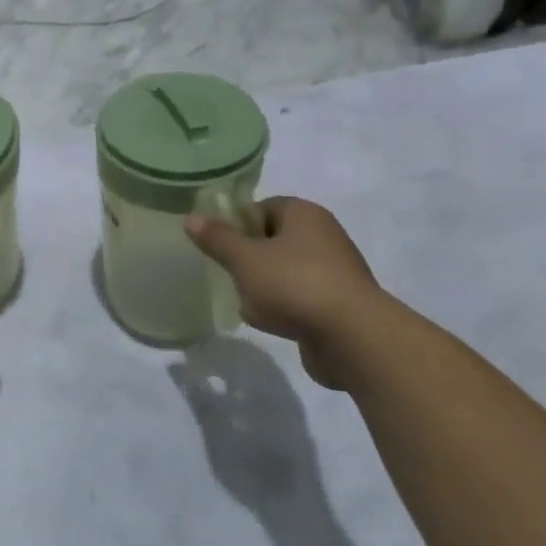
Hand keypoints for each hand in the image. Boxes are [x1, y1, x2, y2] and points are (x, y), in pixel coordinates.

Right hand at [185, 197, 384, 389]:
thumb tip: (192, 218)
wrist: (353, 337)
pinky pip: (300, 298)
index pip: (261, 207)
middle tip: (228, 274)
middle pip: (272, 240)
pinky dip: (283, 308)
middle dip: (247, 258)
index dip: (236, 224)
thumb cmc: (294, 285)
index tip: (218, 245)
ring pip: (284, 271)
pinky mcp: (339, 303)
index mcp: (304, 214)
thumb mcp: (244, 259)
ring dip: (263, 286)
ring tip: (246, 303)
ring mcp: (335, 271)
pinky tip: (270, 323)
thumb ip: (217, 238)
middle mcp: (324, 235)